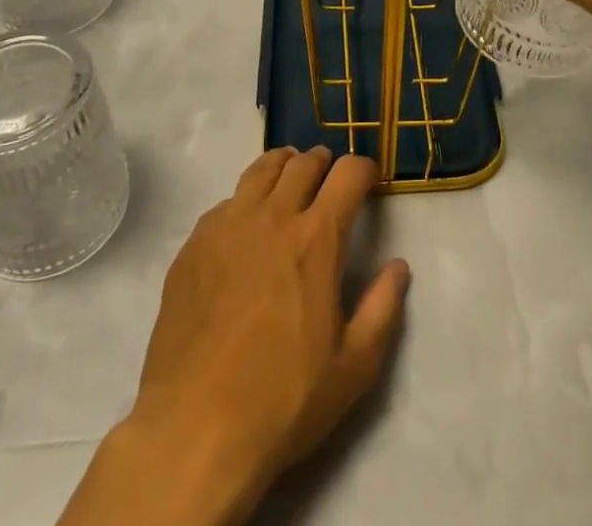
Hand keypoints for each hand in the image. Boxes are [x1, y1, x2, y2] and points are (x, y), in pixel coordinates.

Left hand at [67, 148, 408, 525]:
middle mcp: (273, 217)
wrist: (194, 428)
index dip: (363, 169)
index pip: (348, 173)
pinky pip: (225, 203)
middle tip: (329, 178)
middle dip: (323, 163)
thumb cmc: (283, 401)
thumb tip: (398, 265)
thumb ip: (383, 308)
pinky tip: (244, 227)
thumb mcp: (354, 367)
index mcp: (317, 238)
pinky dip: (244, 201)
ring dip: (283, 167)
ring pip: (260, 170)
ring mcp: (228, 226)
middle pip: (303, 163)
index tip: (369, 181)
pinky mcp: (193, 245)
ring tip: (289, 179)